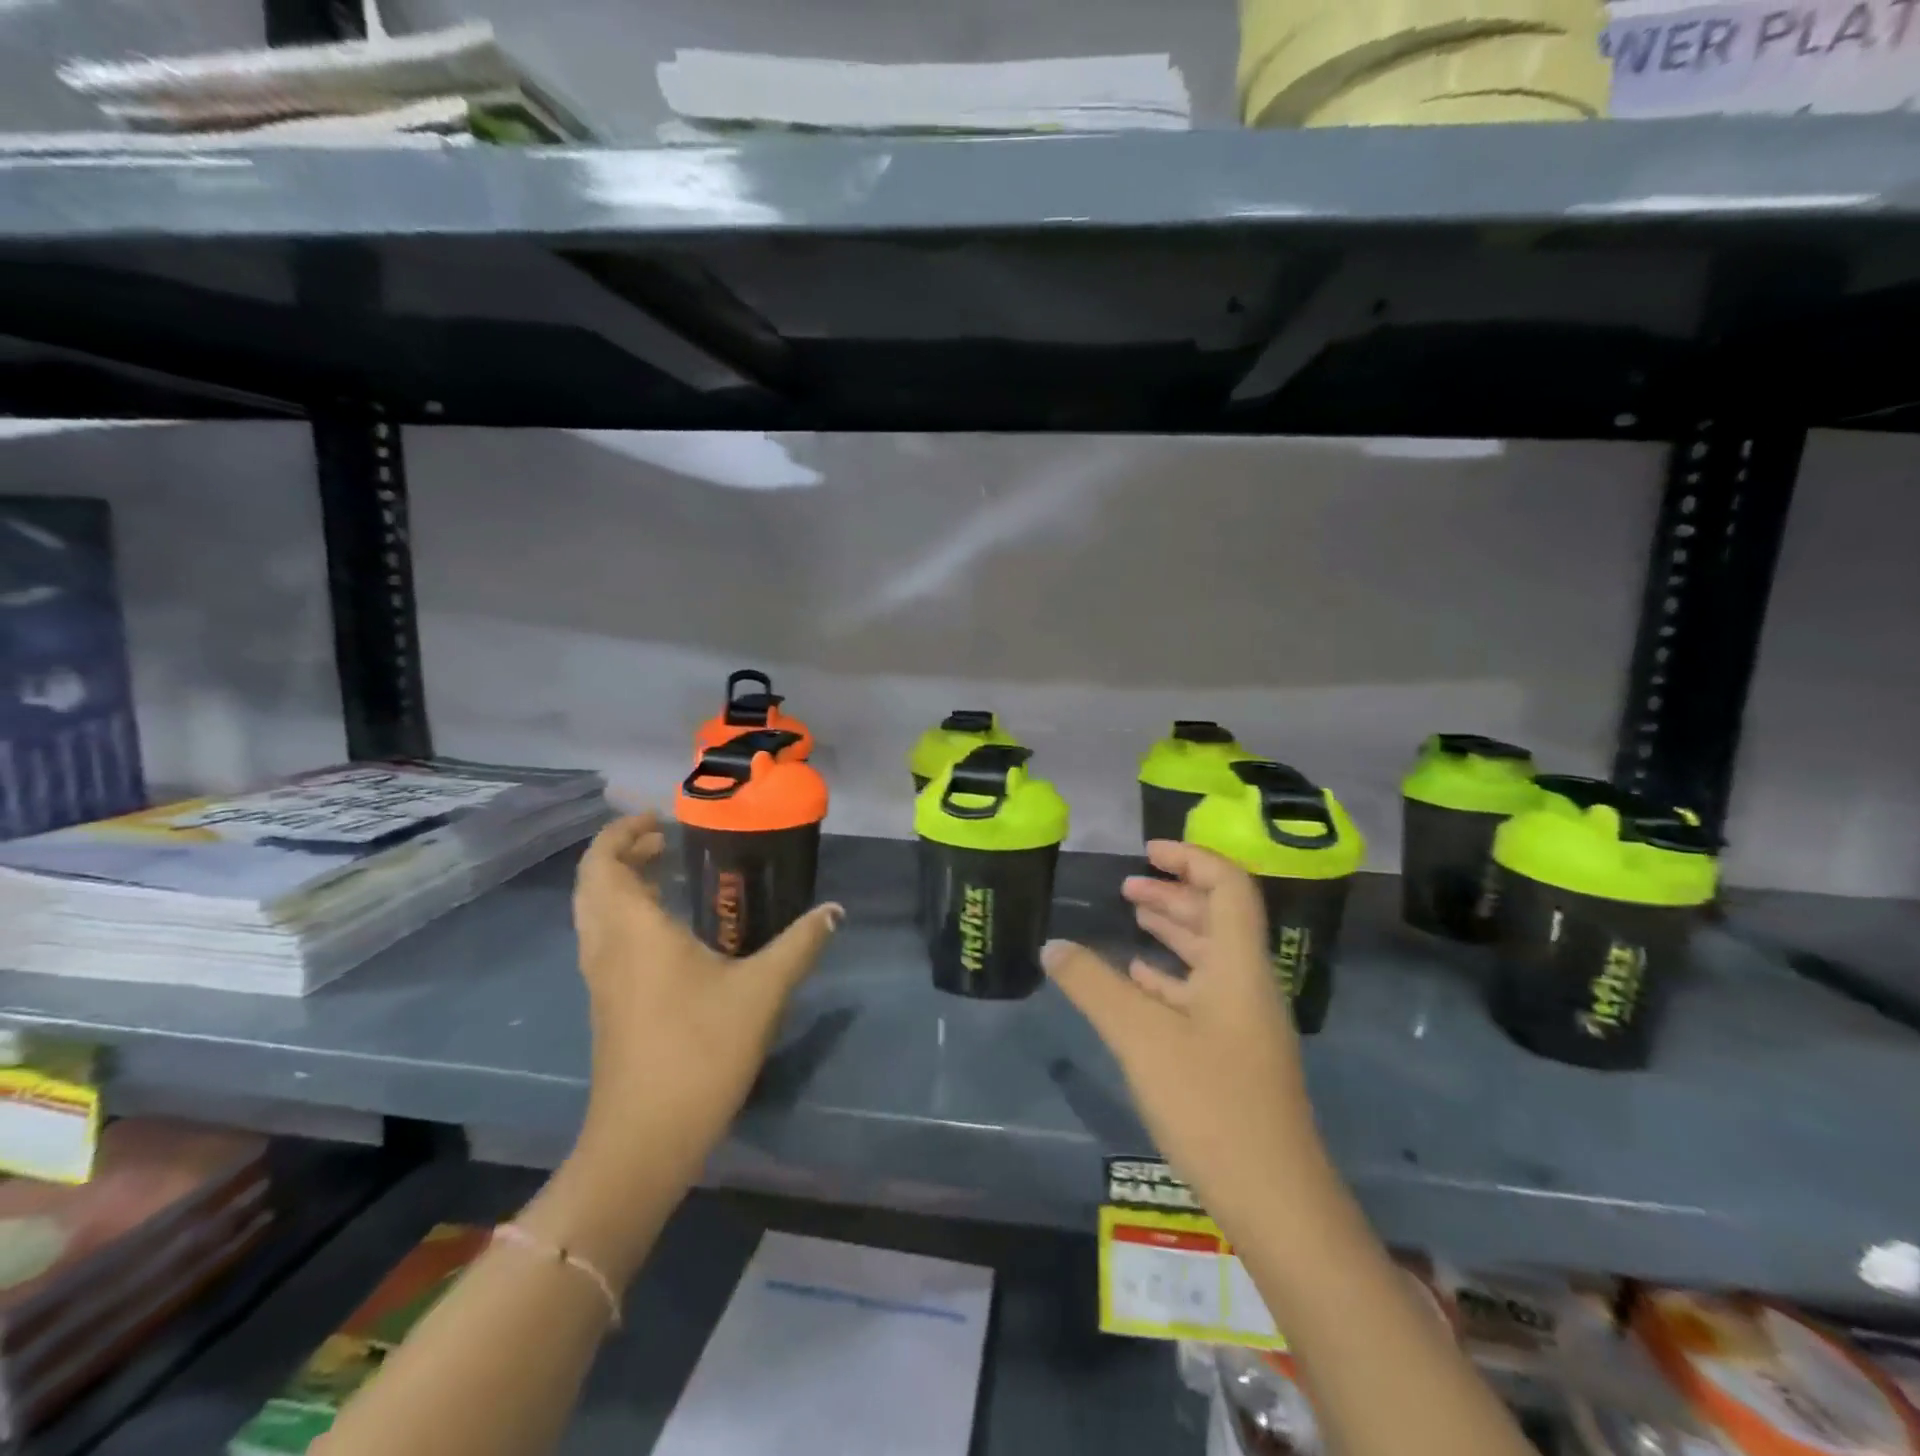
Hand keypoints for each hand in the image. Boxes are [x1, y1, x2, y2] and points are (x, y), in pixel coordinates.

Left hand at [570, 813, 842, 1187]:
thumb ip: (800, 944)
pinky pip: (604, 938)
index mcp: (634, 931)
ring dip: (618, 883)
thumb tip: (834, 910)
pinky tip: (665, 928)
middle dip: (621, 853)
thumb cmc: (700, 1051)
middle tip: (663, 840)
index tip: (658, 818)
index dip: (621, 832)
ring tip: (662, 871)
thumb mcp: (762, 991)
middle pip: (592, 884)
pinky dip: (623, 913)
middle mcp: (607, 947)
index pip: (603, 863)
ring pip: (594, 913)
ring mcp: (601, 979)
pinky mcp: (607, 1005)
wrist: (646, 1138)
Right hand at [1042, 840, 1327, 1232]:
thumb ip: (1093, 986)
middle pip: (1217, 918)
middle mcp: (1248, 985)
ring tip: (1132, 920)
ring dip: (1173, 932)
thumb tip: (1052, 946)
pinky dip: (1170, 977)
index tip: (1149, 850)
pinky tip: (1140, 981)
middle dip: (1174, 894)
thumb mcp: (1141, 1037)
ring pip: (1209, 958)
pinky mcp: (1235, 1057)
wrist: (1276, 1202)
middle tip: (1128, 887)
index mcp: (1239, 966)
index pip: (1228, 887)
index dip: (1192, 859)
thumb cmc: (1212, 1104)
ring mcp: (1244, 1024)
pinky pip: (1201, 995)